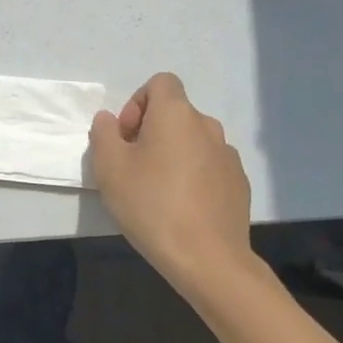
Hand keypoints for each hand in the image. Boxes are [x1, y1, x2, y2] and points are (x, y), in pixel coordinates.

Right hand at [89, 73, 252, 295]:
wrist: (208, 259)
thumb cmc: (152, 205)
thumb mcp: (109, 167)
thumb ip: (103, 133)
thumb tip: (110, 120)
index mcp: (176, 114)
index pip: (160, 83)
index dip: (137, 103)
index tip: (127, 137)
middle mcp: (207, 126)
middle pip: (174, 113)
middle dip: (151, 132)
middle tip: (133, 168)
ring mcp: (228, 156)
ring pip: (192, 141)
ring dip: (173, 154)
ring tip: (157, 191)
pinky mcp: (238, 184)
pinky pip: (209, 166)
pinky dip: (193, 176)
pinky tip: (182, 208)